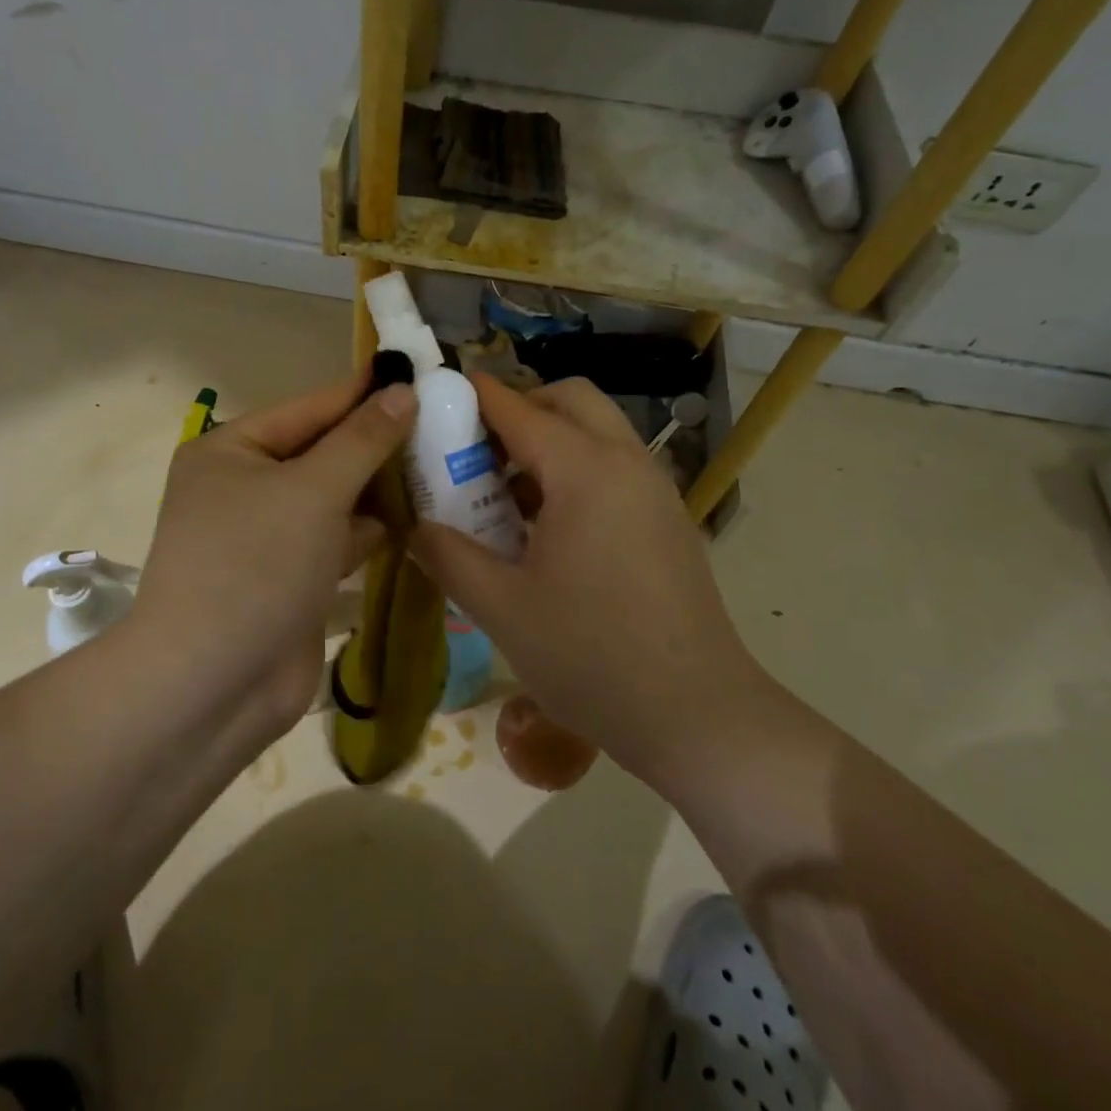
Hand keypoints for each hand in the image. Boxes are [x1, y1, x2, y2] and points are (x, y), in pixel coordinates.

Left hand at [132, 372, 415, 731]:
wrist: (212, 687)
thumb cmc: (256, 565)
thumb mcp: (313, 490)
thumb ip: (363, 440)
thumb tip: (404, 391)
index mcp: (231, 451)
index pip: (310, 408)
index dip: (365, 393)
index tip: (419, 375)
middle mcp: (245, 486)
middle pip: (324, 452)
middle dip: (378, 444)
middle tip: (445, 424)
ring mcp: (268, 535)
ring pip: (335, 497)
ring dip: (381, 488)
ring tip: (444, 466)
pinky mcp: (291, 576)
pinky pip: (338, 539)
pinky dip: (372, 531)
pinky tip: (420, 519)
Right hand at [412, 376, 765, 789]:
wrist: (698, 716)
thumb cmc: (592, 656)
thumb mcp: (501, 608)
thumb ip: (447, 556)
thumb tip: (412, 526)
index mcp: (586, 471)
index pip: (519, 409)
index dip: (474, 396)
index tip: (435, 394)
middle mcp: (627, 463)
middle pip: (570, 400)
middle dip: (519, 408)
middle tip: (477, 451)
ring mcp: (656, 490)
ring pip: (597, 432)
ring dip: (549, 442)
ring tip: (505, 495)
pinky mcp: (667, 519)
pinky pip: (615, 467)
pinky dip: (576, 471)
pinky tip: (547, 530)